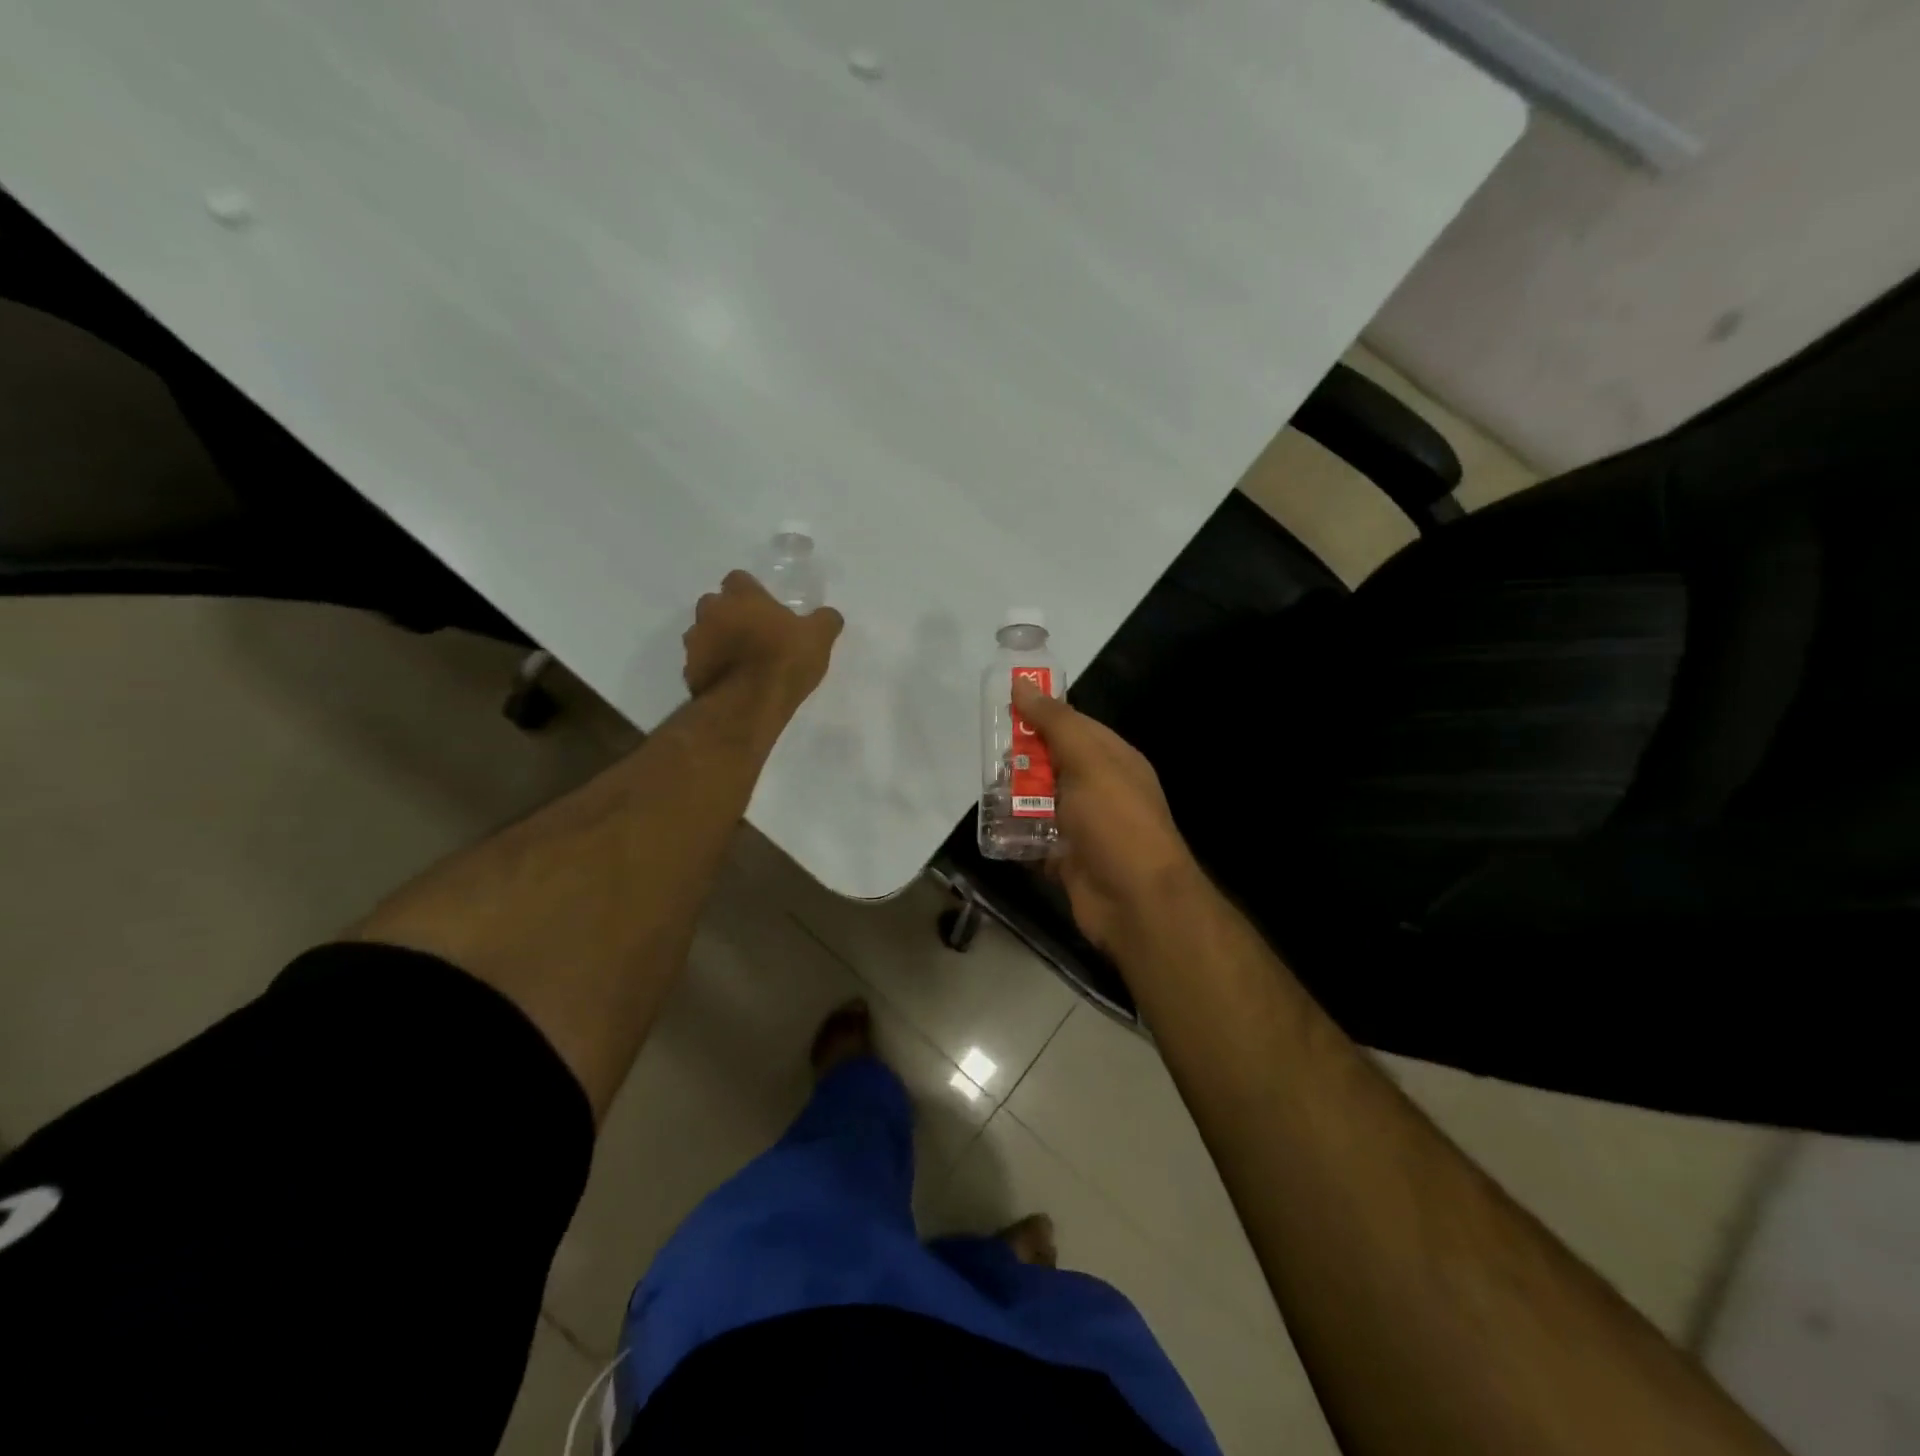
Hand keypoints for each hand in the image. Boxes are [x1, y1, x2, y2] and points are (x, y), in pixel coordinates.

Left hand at [683, 571, 843, 713]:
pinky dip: (711, 669)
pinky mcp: (689, 672)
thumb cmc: (784, 660)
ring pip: (702, 633)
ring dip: (716, 641)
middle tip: (751, 632)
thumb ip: (825, 621)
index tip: (764, 606)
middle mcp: (711, 612)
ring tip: (740, 660)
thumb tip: (830, 615)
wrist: (748, 704)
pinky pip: (700, 664)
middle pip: (714, 604)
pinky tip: (731, 682)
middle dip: (728, 614)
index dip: (750, 591)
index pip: (738, 579)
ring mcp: (695, 642)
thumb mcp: (818, 638)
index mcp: (741, 597)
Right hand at [1012, 680, 1200, 953]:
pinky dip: (1016, 835)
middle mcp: (1099, 789)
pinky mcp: (1067, 859)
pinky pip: (1035, 839)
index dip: (1040, 714)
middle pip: (1053, 763)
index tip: (1002, 707)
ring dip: (1015, 797)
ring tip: (984, 791)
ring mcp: (1083, 827)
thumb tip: (1022, 685)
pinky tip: (991, 829)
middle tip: (988, 755)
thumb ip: (1055, 723)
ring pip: (1041, 802)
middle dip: (1021, 759)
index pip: (1073, 725)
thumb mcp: (1088, 761)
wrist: (1136, 902)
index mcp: (1113, 759)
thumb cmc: (1115, 822)